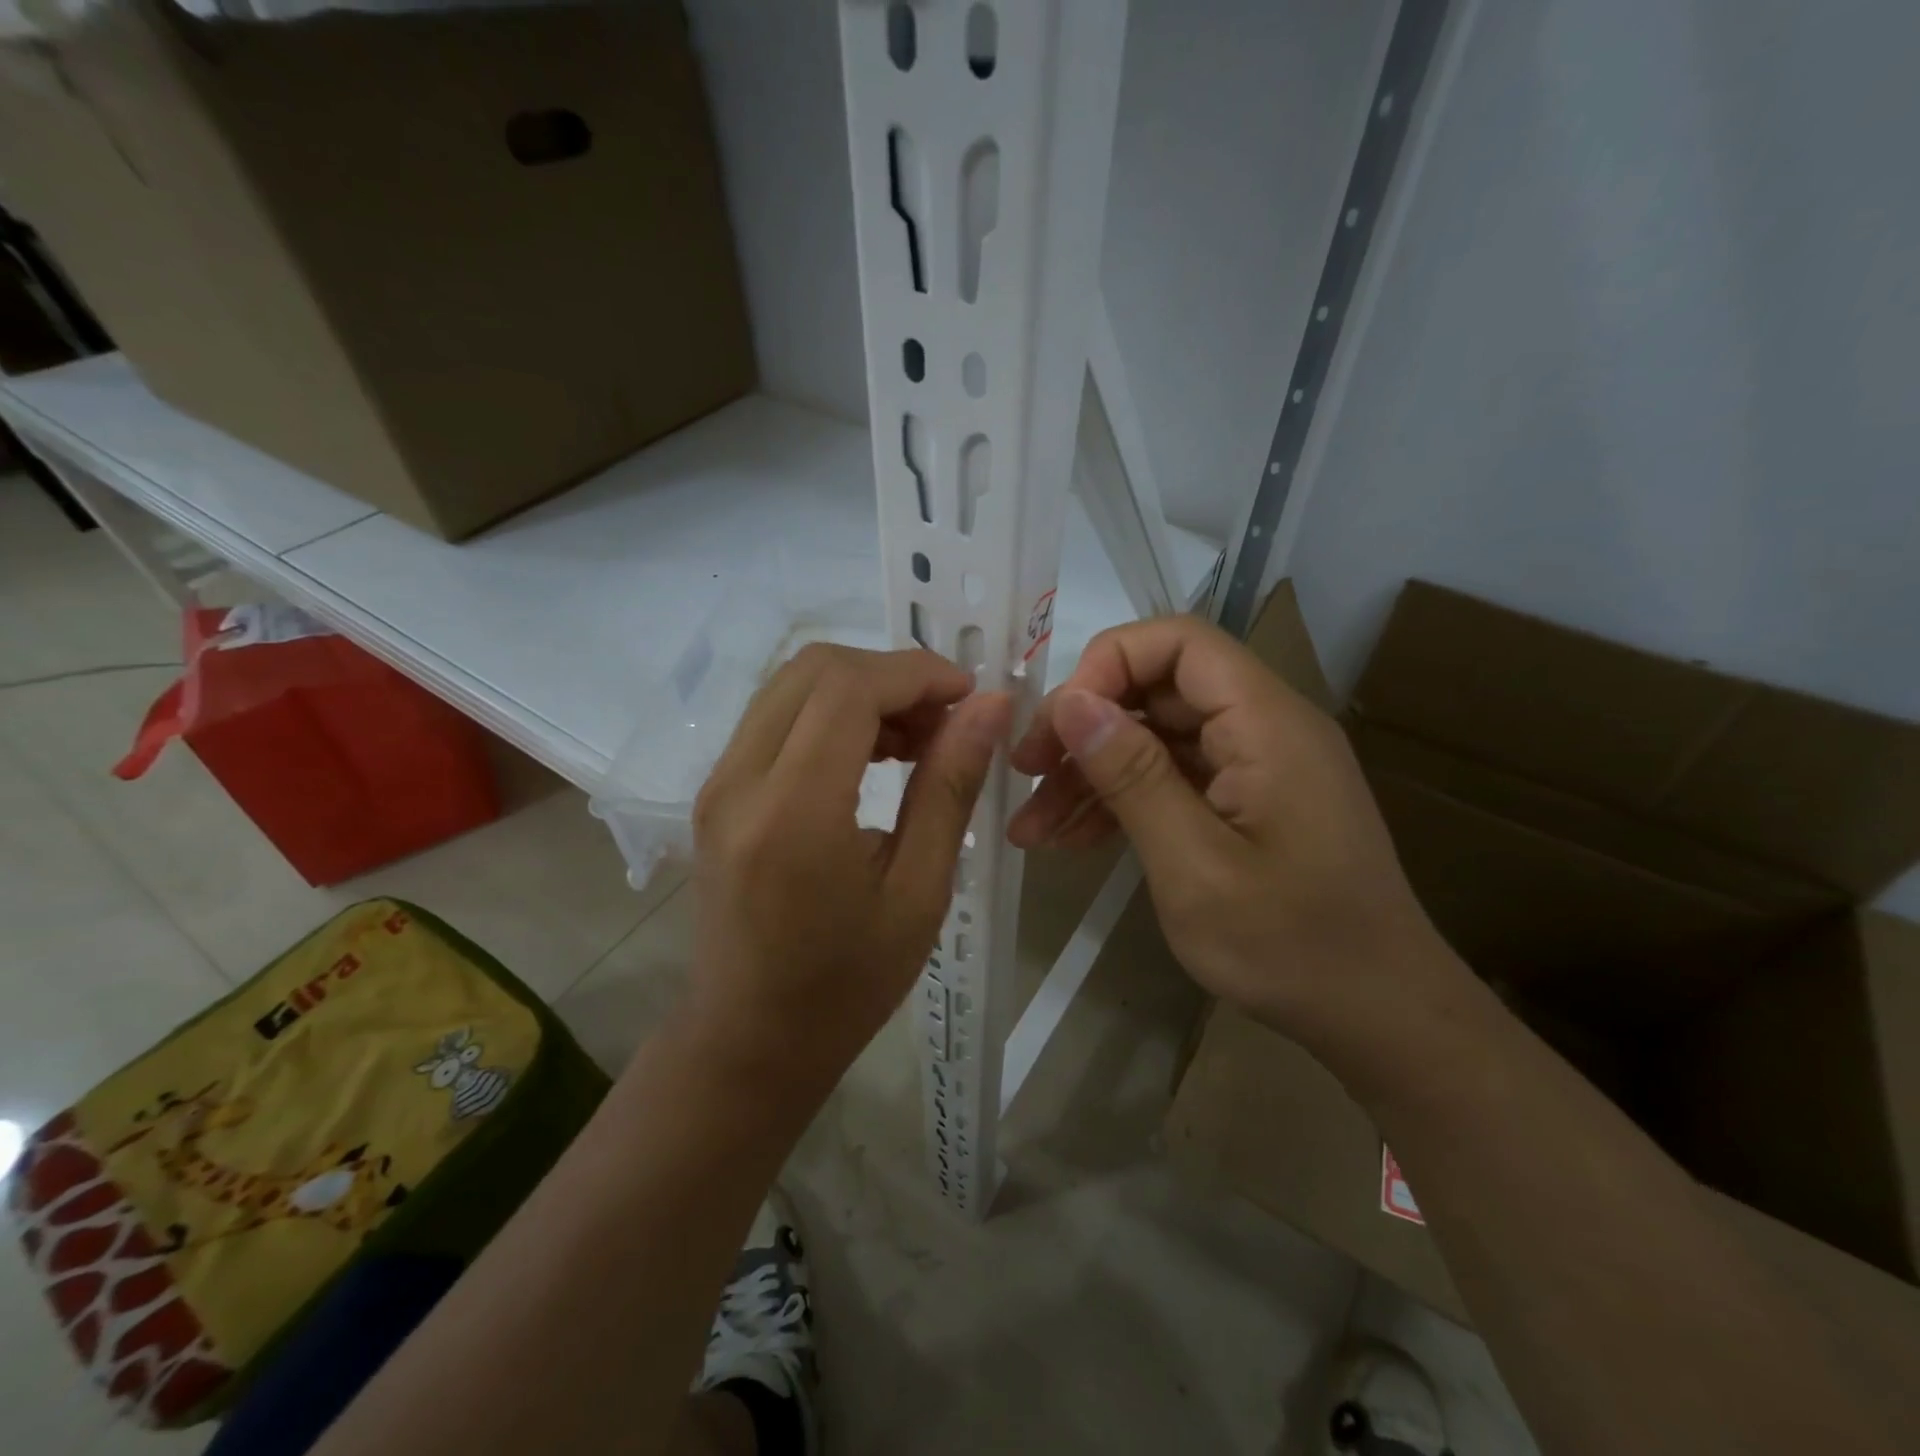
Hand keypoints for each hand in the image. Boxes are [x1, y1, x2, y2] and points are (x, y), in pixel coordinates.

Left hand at [687, 644, 1010, 1097]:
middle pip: (815, 668)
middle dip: (891, 674)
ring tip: (917, 739)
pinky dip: (830, 712)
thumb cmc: (847, 983)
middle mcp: (740, 780)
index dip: (917, 672)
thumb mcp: (919, 891)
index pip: (849, 688)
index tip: (970, 695)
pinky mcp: (716, 791)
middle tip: (946, 719)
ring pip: (792, 683)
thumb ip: (949, 788)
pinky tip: (873, 754)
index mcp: (792, 812)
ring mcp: (717, 782)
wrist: (749, 1038)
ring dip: (861, 690)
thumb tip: (990, 707)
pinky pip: (776, 715)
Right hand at [1007, 615, 1456, 1044]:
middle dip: (1084, 727)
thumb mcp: (1195, 865)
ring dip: (1091, 773)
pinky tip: (1071, 839)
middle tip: (1025, 775)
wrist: (1378, 1016)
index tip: (1059, 724)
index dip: (1108, 664)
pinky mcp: (1243, 802)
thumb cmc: (1292, 946)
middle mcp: (1263, 727)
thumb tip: (1072, 702)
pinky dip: (1120, 802)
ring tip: (1031, 826)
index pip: (1179, 641)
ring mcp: (1253, 766)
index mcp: (1266, 722)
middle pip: (1158, 689)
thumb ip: (1133, 776)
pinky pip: (1171, 779)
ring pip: (1154, 738)